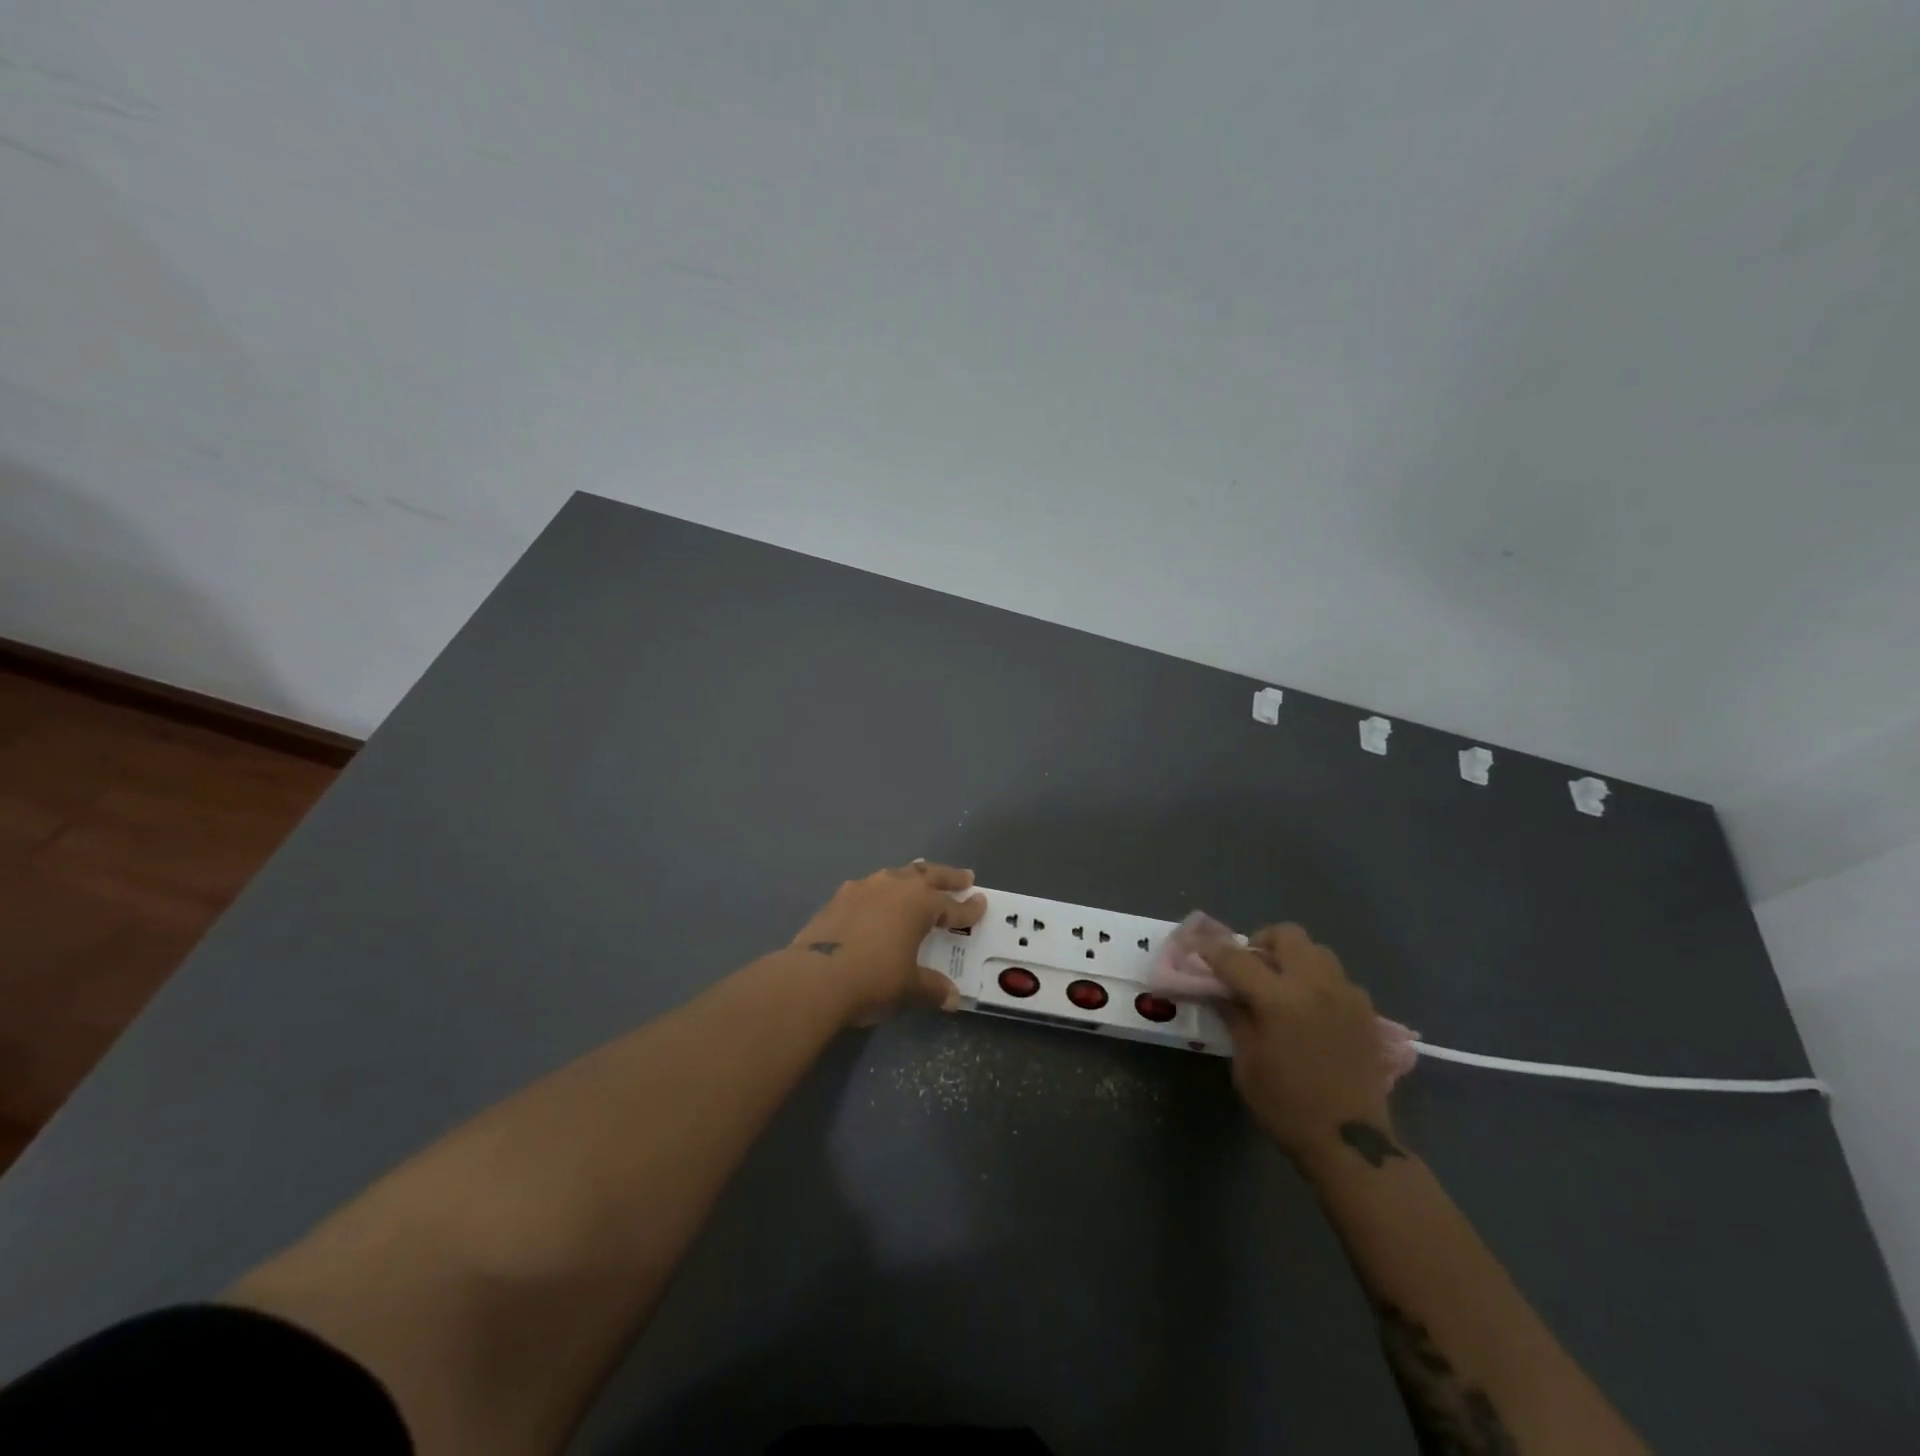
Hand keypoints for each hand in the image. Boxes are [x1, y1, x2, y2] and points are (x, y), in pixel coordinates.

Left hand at [790, 861, 987, 1025]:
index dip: (969, 908)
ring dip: (912, 876)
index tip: (981, 903)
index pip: (952, 906)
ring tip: (919, 877)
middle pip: (927, 876)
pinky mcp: (837, 899)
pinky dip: (881, 891)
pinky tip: (877, 899)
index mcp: (919, 904)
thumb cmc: (874, 979)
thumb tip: (951, 998)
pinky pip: (868, 887)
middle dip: (947, 877)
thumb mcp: (909, 988)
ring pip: (895, 874)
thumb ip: (932, 988)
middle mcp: (894, 887)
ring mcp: (862, 888)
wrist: (815, 978)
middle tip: (963, 877)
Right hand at [1204, 925, 1397, 1166]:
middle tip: (1249, 967)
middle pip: (1287, 935)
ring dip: (1293, 959)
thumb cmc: (1287, 1106)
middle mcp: (1315, 985)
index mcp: (1279, 999)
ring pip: (1317, 951)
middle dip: (1262, 942)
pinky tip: (1310, 1010)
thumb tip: (1220, 991)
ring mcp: (1346, 995)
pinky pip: (1337, 978)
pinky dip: (1317, 982)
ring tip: (1281, 986)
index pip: (1236, 958)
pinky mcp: (1366, 1011)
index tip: (1195, 947)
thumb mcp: (1246, 1063)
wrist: (1351, 1142)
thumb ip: (1234, 1017)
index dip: (1211, 950)